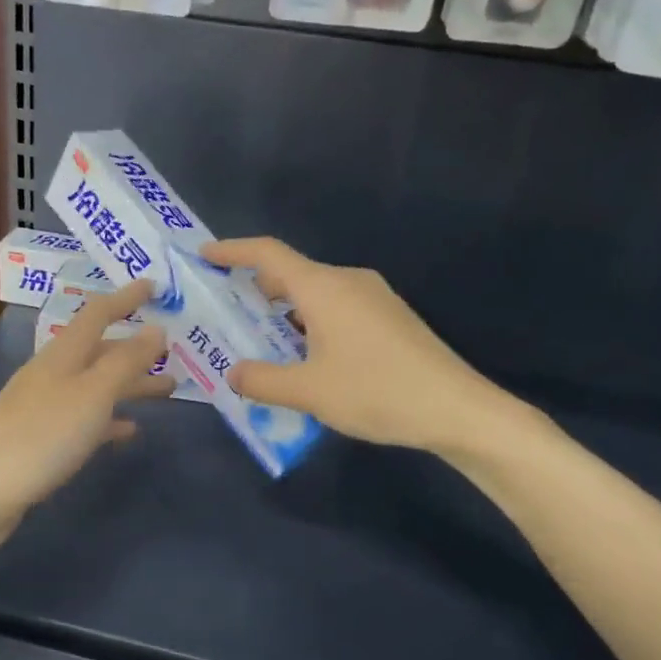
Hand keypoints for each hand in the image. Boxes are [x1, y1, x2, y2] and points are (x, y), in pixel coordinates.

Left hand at [0, 280, 170, 541]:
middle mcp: (51, 373)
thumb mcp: (93, 394)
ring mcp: (43, 406)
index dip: (126, 298)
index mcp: (62, 354)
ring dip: (130, 384)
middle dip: (137, 349)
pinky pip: (84, 417)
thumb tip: (157, 329)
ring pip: (95, 385)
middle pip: (100, 351)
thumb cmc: (43, 436)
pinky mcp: (41, 438)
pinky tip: (128, 429)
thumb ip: (126, 361)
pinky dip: (109, 417)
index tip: (155, 287)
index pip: (98, 313)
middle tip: (175, 353)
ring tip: (167, 391)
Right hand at [201, 238, 521, 454]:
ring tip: (261, 342)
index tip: (204, 256)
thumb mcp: (309, 392)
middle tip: (227, 314)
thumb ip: (262, 380)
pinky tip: (306, 357)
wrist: (456, 408)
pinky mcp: (390, 318)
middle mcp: (348, 281)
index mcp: (324, 288)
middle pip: (291, 273)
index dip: (233, 251)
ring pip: (315, 294)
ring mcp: (374, 298)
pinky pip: (337, 309)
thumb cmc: (376, 392)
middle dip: (255, 290)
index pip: (268, 253)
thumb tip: (234, 373)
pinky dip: (310, 323)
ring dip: (284, 312)